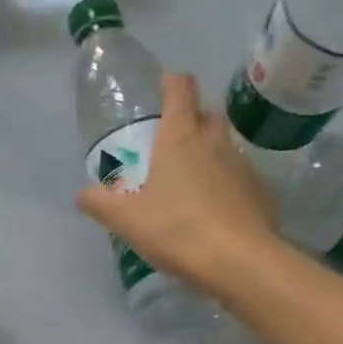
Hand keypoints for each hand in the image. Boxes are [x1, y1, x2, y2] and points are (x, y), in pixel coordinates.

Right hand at [76, 71, 280, 300]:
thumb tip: (82, 194)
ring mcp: (243, 165)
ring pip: (225, 145)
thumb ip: (100, 203)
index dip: (171, 82)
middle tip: (173, 138)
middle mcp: (215, 142)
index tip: (163, 84)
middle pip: (207, 113)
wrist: (238, 261)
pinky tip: (215, 208)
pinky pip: (240, 176)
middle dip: (192, 117)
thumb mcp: (125, 220)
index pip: (180, 90)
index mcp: (180, 138)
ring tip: (191, 178)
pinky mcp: (260, 191)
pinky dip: (226, 183)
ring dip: (210, 152)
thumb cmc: (176, 229)